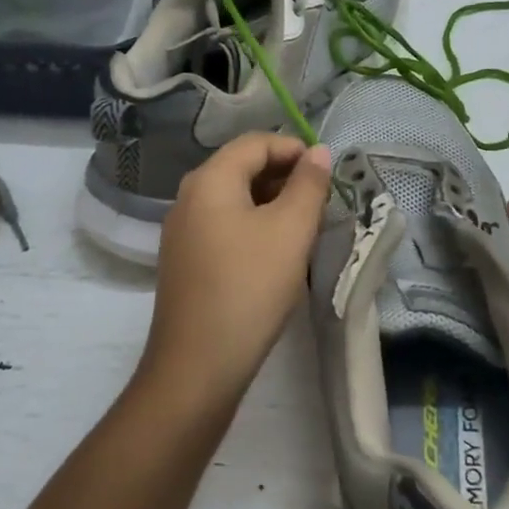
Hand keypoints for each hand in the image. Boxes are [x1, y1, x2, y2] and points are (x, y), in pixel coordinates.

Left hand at [141, 134, 332, 404]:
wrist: (198, 365)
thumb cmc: (250, 287)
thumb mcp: (290, 231)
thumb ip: (308, 185)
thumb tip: (318, 152)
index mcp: (209, 180)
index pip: (255, 142)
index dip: (294, 149)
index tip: (327, 173)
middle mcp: (188, 197)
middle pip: (241, 167)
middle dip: (284, 176)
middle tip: (320, 201)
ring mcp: (181, 231)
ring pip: (233, 199)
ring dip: (270, 202)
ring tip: (304, 225)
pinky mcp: (185, 261)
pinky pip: (223, 225)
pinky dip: (252, 225)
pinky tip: (275, 252)